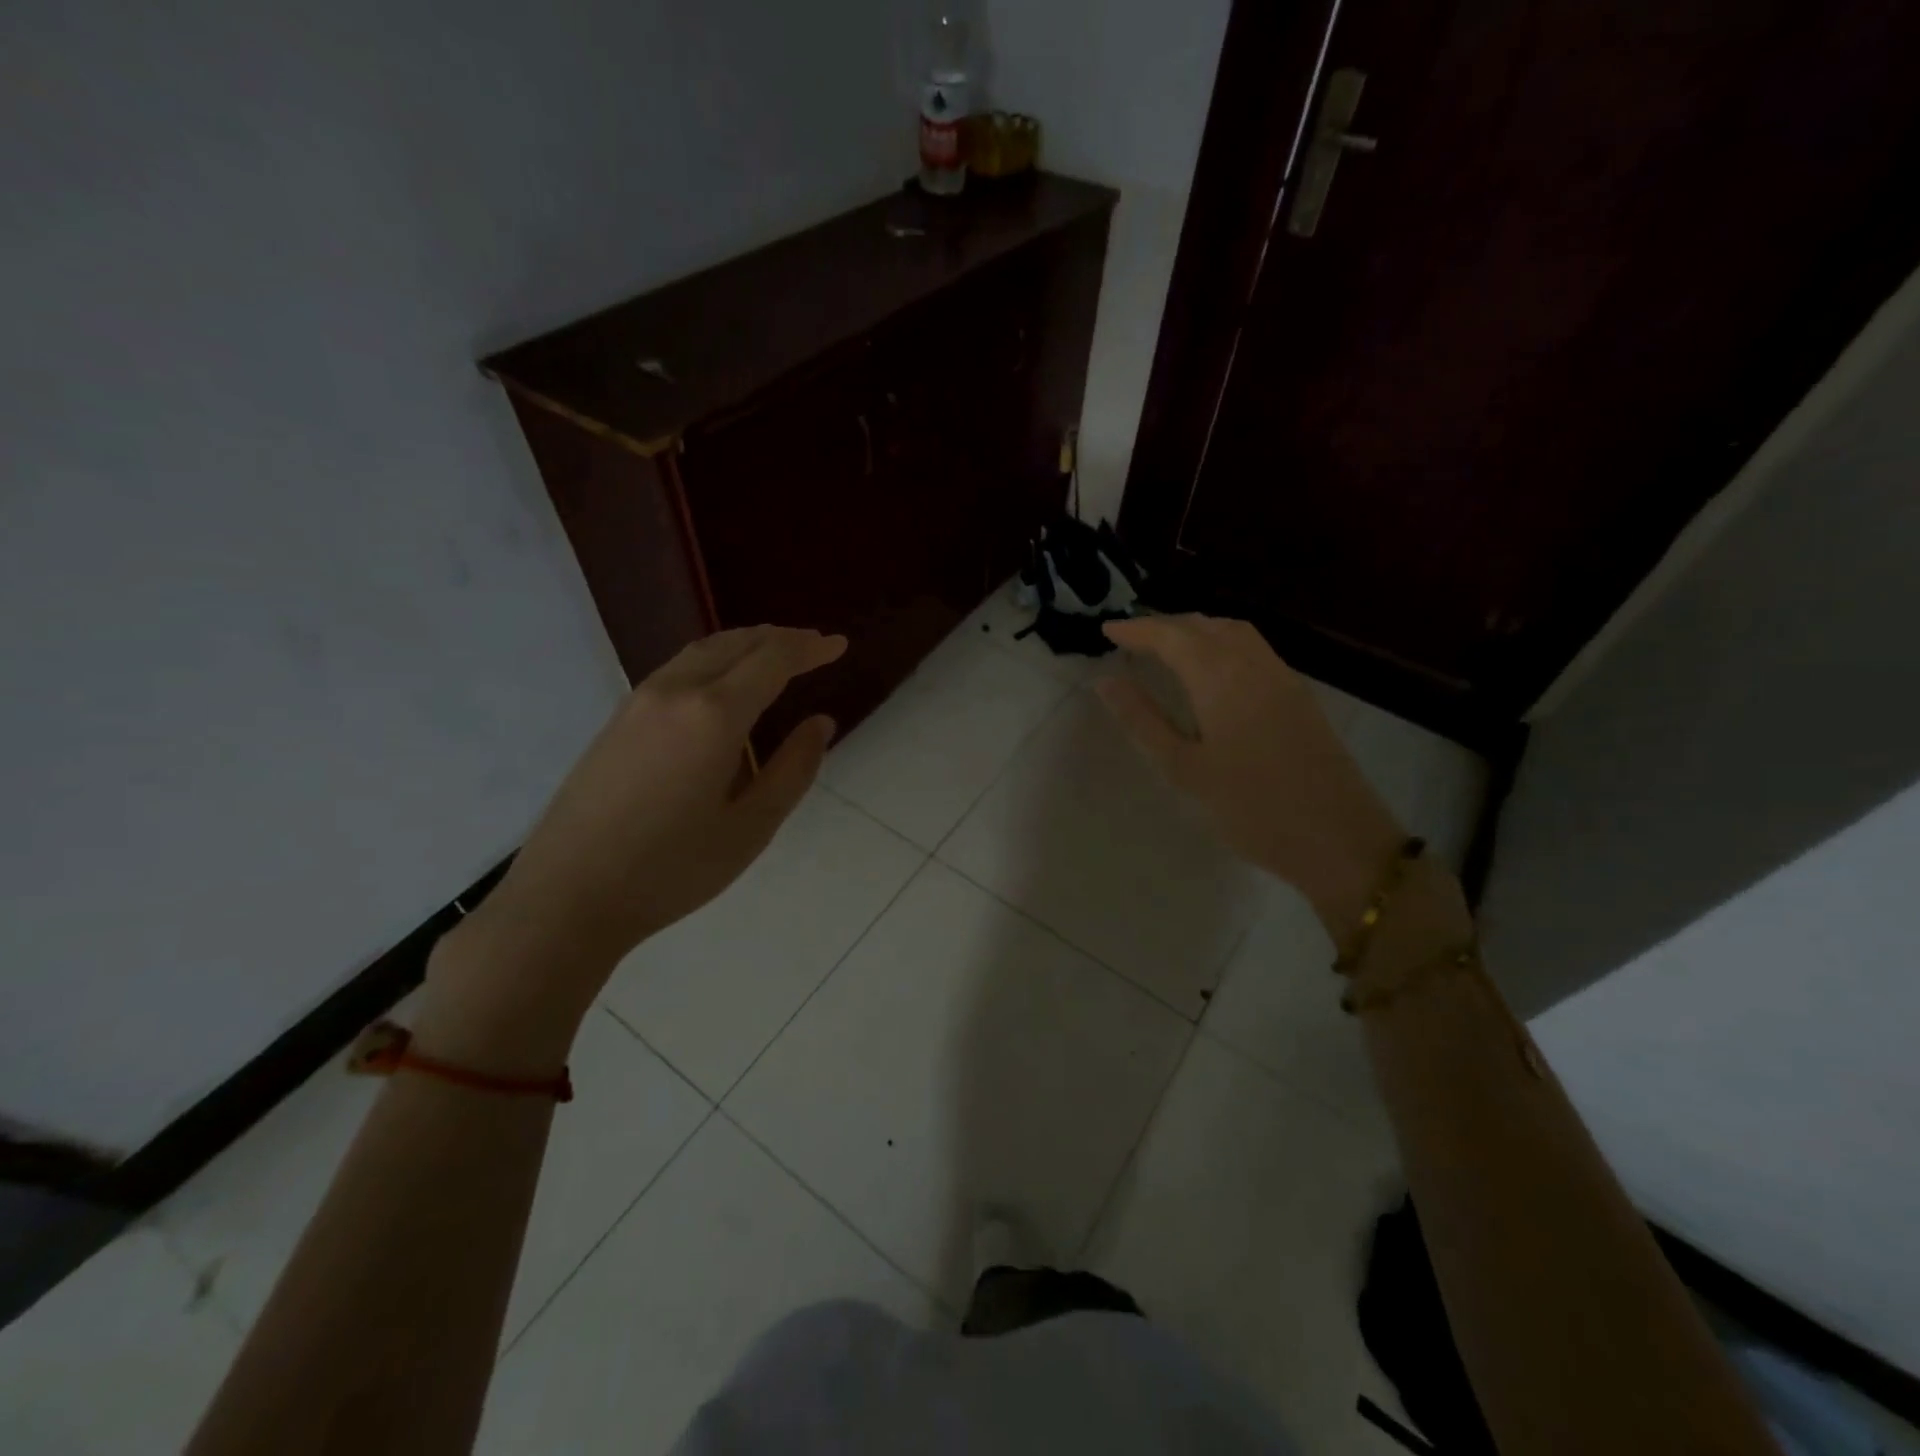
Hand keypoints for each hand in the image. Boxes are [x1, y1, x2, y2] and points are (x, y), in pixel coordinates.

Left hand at [416, 626, 845, 1070]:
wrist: (566, 897)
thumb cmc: (672, 869)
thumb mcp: (752, 827)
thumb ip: (793, 768)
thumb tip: (820, 723)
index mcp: (714, 715)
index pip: (772, 659)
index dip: (810, 648)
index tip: (839, 645)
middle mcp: (674, 692)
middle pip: (734, 643)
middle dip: (779, 639)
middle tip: (813, 646)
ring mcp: (638, 703)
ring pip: (700, 652)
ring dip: (743, 645)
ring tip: (773, 656)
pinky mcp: (616, 721)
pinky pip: (676, 670)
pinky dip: (713, 662)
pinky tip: (721, 687)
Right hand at [1097, 615, 1404, 934]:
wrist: (1338, 838)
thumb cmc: (1250, 807)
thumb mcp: (1184, 768)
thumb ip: (1143, 720)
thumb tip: (1106, 682)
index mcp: (1220, 677)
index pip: (1171, 636)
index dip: (1137, 630)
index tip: (1106, 631)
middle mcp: (1253, 664)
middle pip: (1204, 625)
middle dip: (1164, 625)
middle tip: (1131, 639)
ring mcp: (1282, 677)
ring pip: (1233, 632)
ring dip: (1196, 629)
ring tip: (1167, 646)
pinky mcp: (1298, 695)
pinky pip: (1253, 648)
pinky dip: (1222, 642)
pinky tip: (1212, 667)